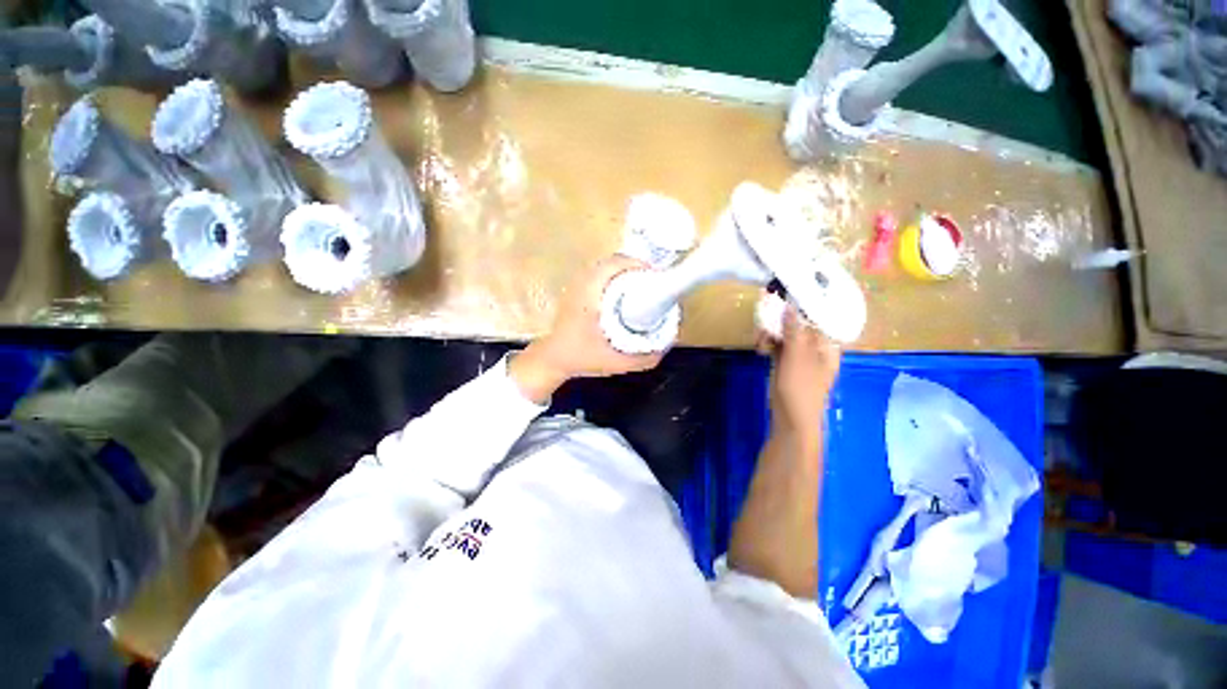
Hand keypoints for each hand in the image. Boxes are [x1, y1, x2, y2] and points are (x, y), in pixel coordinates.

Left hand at [510, 256, 664, 402]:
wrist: (552, 359)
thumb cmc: (582, 356)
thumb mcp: (617, 361)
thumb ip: (644, 357)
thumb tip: (665, 344)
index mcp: (591, 292)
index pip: (616, 263)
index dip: (639, 265)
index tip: (655, 278)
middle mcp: (583, 282)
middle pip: (614, 262)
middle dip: (636, 269)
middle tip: (652, 285)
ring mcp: (578, 285)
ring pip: (607, 268)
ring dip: (625, 274)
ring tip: (642, 289)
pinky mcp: (577, 291)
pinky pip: (600, 276)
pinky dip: (615, 280)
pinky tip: (624, 296)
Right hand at [757, 304, 841, 442]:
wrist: (791, 420)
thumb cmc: (800, 388)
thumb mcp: (797, 357)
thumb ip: (794, 330)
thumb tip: (791, 304)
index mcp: (827, 345)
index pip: (818, 317)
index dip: (803, 305)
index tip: (785, 294)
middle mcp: (815, 347)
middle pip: (798, 324)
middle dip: (780, 320)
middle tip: (764, 318)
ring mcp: (800, 355)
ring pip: (785, 334)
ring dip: (771, 333)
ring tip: (759, 340)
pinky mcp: (786, 363)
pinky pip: (778, 346)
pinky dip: (769, 344)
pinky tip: (760, 348)